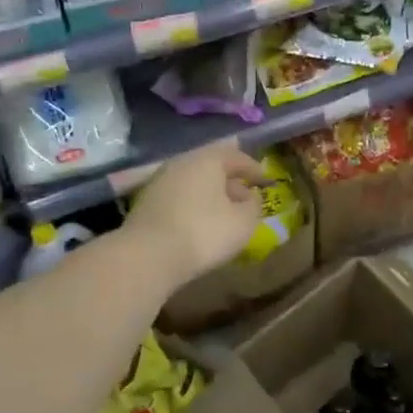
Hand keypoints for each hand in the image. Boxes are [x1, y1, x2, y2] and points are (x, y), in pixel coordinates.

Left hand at [127, 141, 268, 288]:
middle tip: (245, 198)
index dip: (254, 169)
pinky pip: (179, 197)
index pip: (236, 156)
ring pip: (194, 182)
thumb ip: (253, 206)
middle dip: (231, 181)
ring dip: (211, 195)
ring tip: (225, 214)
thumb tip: (250, 198)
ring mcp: (160, 181)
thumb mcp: (243, 222)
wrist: (148, 256)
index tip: (266, 181)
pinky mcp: (146, 202)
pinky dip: (194, 205)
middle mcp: (181, 162)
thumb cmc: (204, 232)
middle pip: (212, 167)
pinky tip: (200, 223)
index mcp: (207, 159)